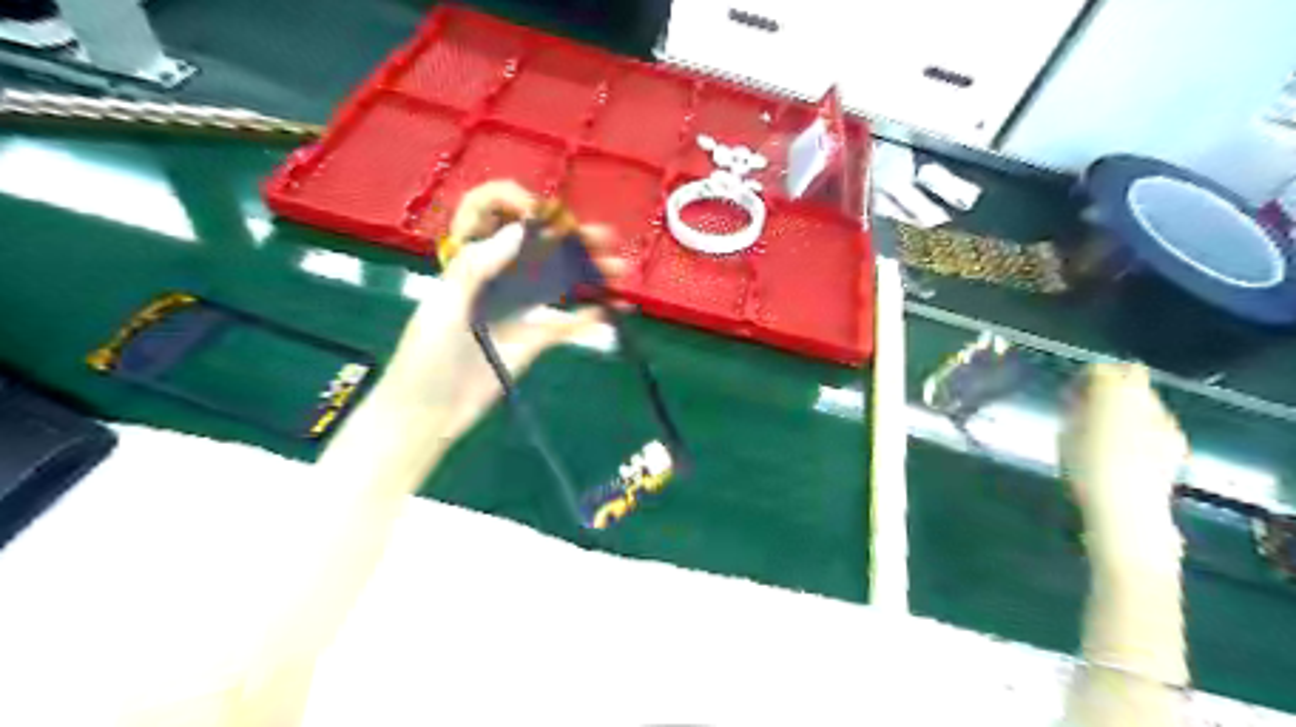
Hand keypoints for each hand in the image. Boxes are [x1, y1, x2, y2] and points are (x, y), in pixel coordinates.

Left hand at [374, 180, 621, 444]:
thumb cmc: (426, 357)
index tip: (539, 215)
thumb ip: (478, 268)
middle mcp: (498, 280)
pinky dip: (589, 316)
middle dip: (570, 238)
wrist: (430, 412)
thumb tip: (521, 230)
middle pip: (538, 248)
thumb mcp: (445, 308)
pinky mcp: (533, 340)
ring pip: (558, 282)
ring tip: (617, 269)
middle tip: (602, 238)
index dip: (513, 205)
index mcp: (469, 264)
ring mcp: (519, 310)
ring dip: (588, 273)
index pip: (490, 217)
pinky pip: (566, 323)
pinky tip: (612, 311)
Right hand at [1056, 363, 1186, 562]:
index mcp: (1112, 393)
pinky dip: (1142, 424)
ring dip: (1127, 404)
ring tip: (1107, 427)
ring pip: (1145, 398)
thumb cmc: (1085, 469)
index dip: (1083, 377)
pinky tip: (1127, 445)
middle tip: (1090, 403)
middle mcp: (1143, 400)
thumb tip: (1078, 400)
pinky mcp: (1176, 442)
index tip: (1070, 393)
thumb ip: (1074, 410)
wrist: (1126, 509)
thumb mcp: (1065, 434)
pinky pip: (1155, 421)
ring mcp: (1164, 421)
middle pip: (1131, 374)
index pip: (1100, 369)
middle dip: (1112, 384)